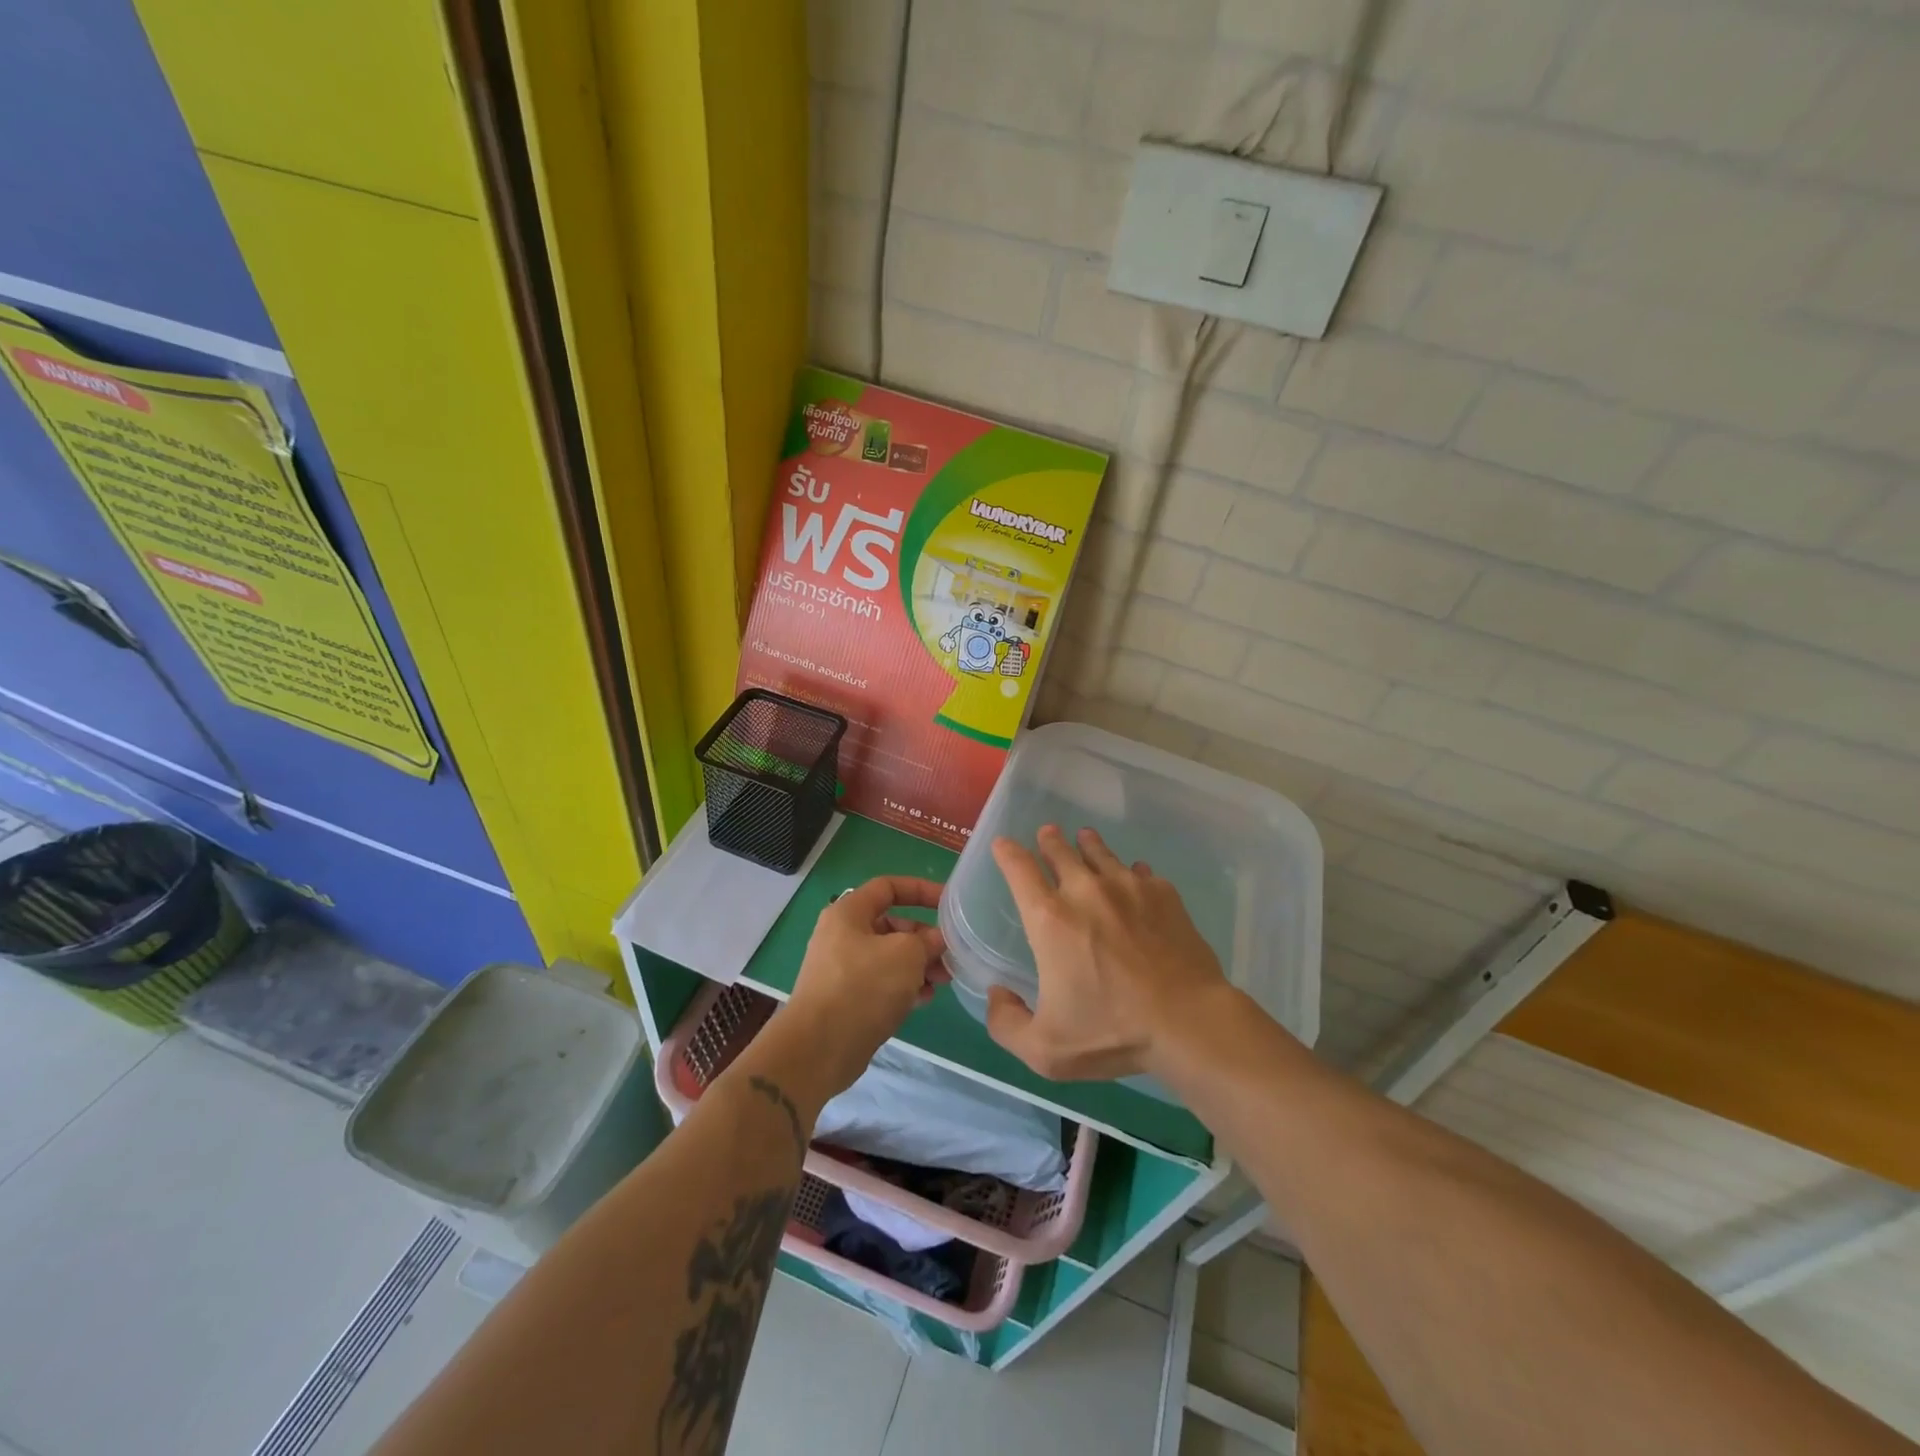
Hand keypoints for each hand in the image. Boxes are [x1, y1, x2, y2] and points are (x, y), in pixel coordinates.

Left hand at [782, 876, 947, 1096]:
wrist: (818, 1049)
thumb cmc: (863, 987)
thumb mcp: (905, 954)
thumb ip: (926, 940)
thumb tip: (936, 940)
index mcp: (849, 913)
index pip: (888, 887)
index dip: (921, 890)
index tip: (948, 903)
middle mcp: (842, 936)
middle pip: (891, 925)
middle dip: (924, 938)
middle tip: (948, 955)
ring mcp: (842, 969)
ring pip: (889, 957)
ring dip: (918, 965)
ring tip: (942, 981)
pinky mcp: (846, 999)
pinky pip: (881, 983)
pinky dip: (903, 987)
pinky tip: (923, 1000)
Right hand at [986, 825, 1232, 1081]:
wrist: (1188, 1021)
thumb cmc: (1112, 1032)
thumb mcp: (1045, 1049)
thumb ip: (1007, 1023)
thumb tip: (997, 994)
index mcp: (1050, 919)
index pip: (1019, 870)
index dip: (1007, 853)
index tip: (1003, 844)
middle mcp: (1085, 891)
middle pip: (1061, 852)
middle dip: (1050, 841)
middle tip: (1048, 833)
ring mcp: (1128, 887)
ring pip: (1101, 854)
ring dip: (1088, 845)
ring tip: (1086, 837)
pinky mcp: (1163, 894)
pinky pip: (1140, 872)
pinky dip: (1130, 872)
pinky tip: (1134, 876)